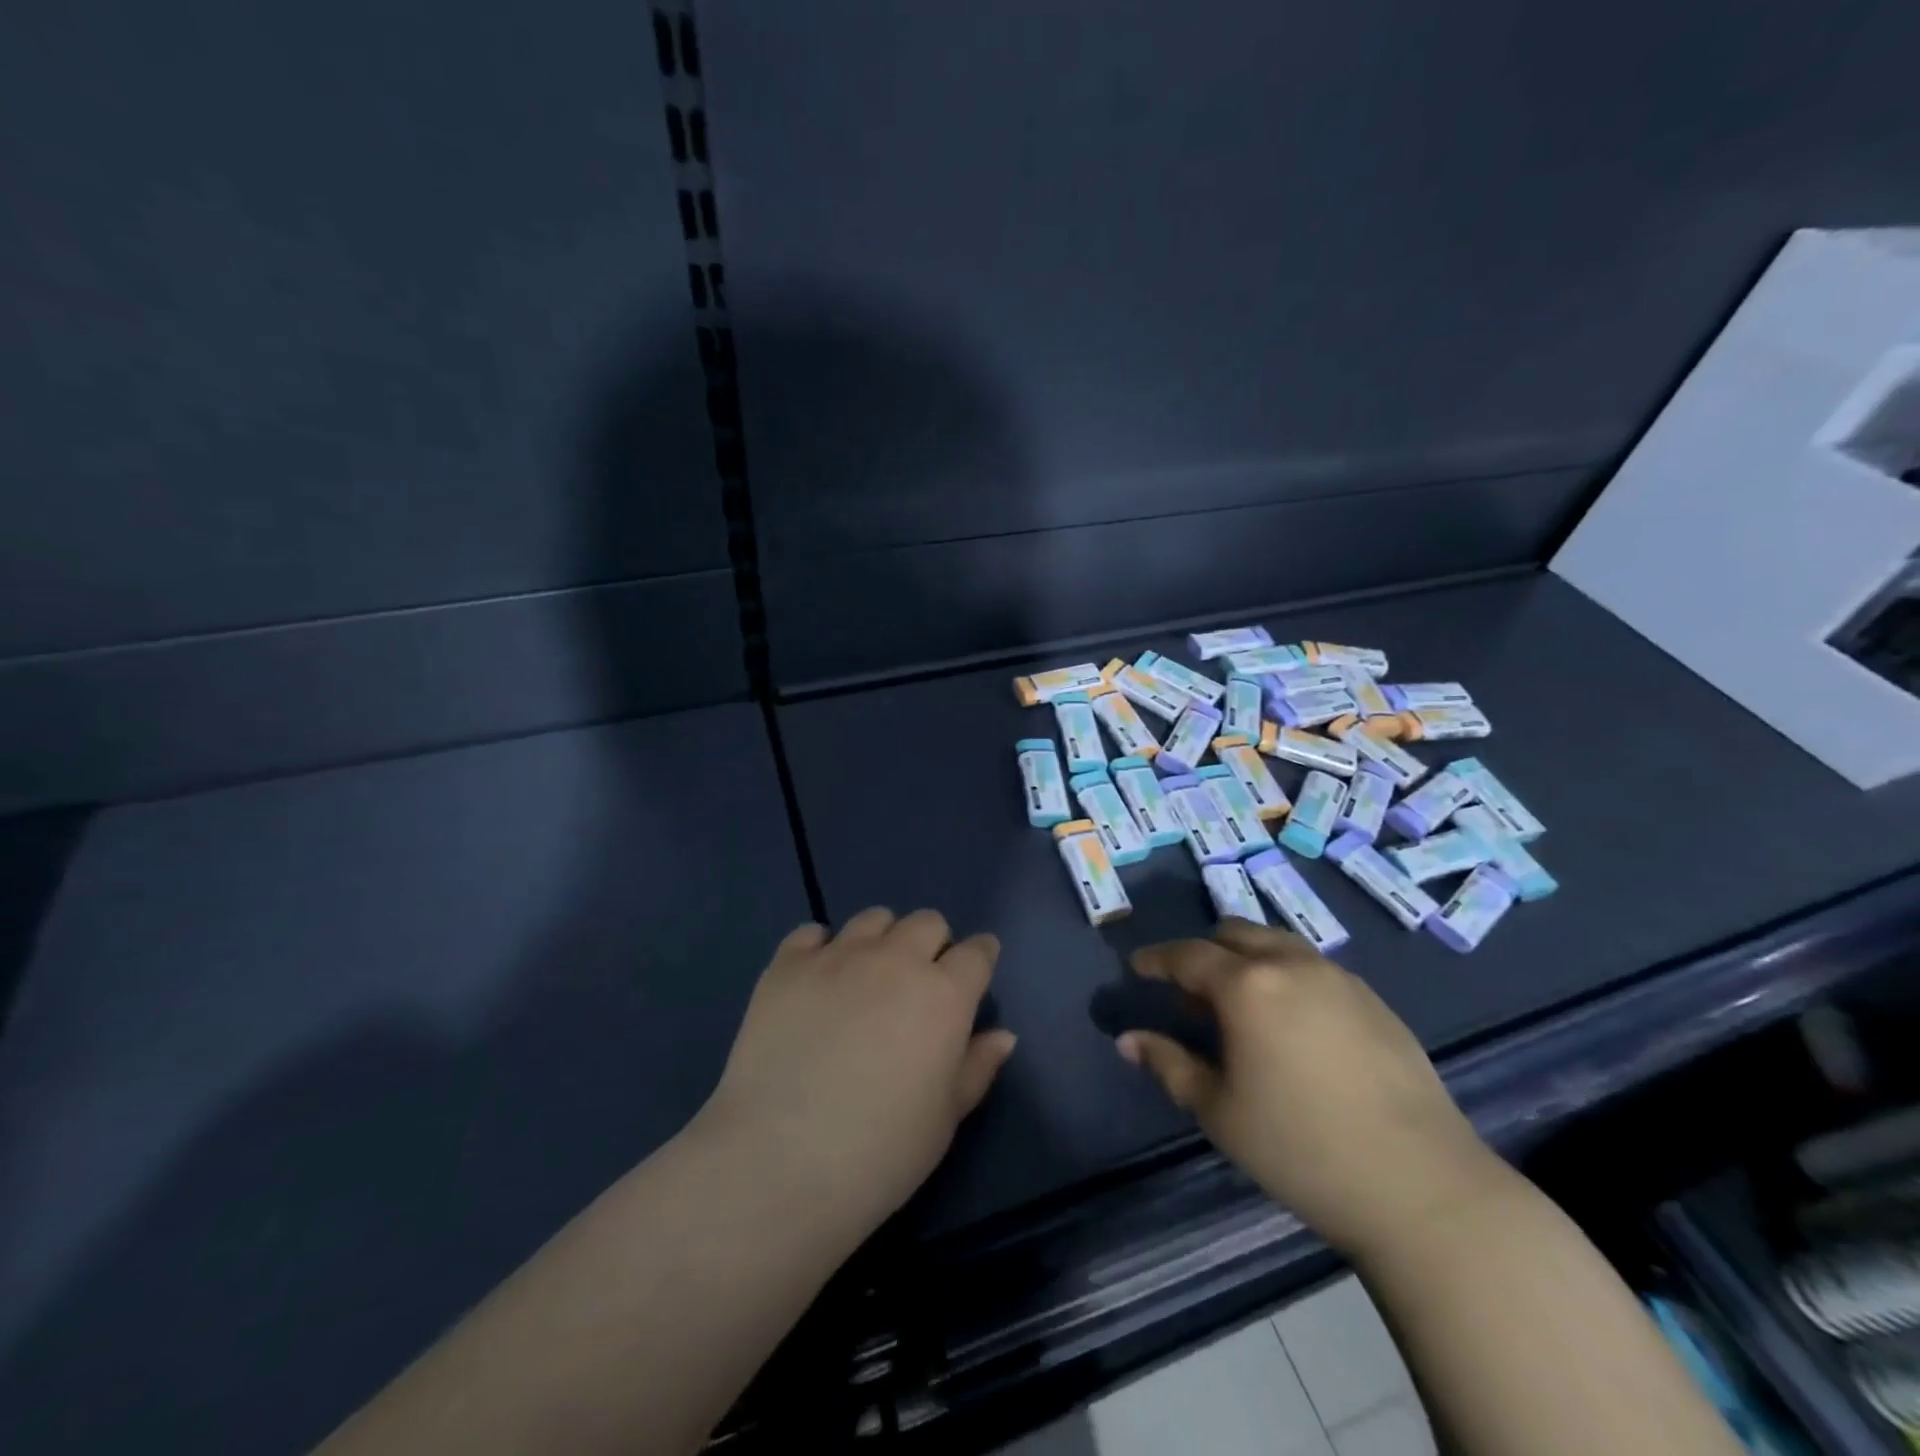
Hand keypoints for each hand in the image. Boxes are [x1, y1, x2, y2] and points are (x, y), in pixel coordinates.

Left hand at [695, 908, 1016, 1243]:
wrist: (779, 1162)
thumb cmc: (880, 1153)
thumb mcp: (945, 1119)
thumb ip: (977, 1067)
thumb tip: (1003, 1034)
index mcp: (944, 995)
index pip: (977, 953)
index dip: (980, 958)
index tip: (974, 973)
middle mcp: (895, 960)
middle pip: (927, 922)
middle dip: (932, 944)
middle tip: (917, 984)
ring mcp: (838, 956)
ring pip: (874, 919)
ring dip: (881, 940)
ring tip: (866, 978)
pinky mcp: (787, 964)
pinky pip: (812, 933)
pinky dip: (821, 948)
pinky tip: (817, 980)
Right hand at [1119, 919, 1506, 1258]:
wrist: (1422, 1187)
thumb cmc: (1301, 1149)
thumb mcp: (1219, 1111)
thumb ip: (1168, 1064)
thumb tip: (1128, 1040)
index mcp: (1247, 986)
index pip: (1188, 955)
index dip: (1156, 959)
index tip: (1138, 967)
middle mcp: (1291, 965)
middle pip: (1235, 933)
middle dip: (1205, 950)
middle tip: (1191, 988)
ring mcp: (1339, 978)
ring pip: (1279, 944)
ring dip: (1249, 958)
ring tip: (1241, 1002)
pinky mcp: (1374, 1000)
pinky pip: (1314, 968)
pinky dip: (1287, 975)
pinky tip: (1293, 1022)